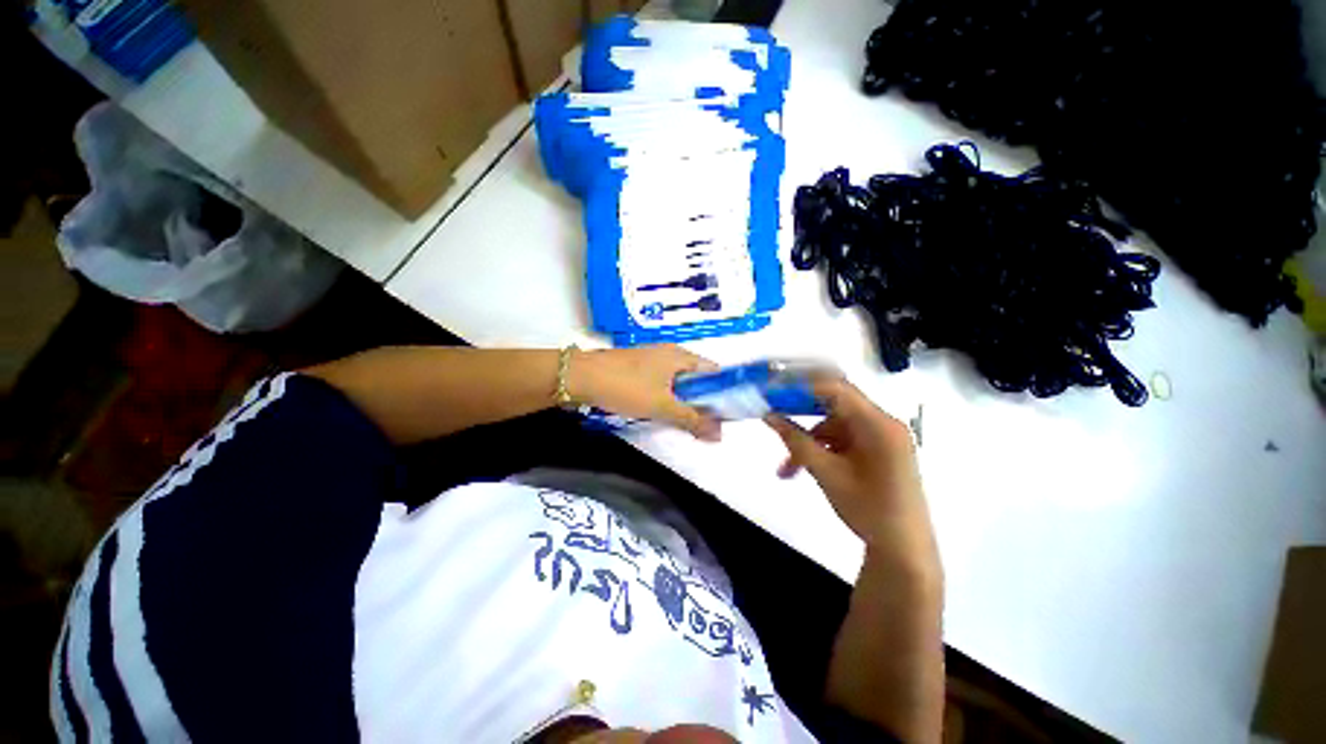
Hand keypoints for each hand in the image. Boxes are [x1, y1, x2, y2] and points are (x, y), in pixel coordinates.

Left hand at [569, 345, 721, 440]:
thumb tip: (720, 435)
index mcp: (680, 355)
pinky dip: (664, 397)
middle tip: (702, 423)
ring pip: (676, 381)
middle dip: (700, 400)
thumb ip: (692, 420)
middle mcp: (669, 353)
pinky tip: (659, 411)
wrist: (580, 377)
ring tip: (682, 421)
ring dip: (681, 400)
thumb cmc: (626, 386)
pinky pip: (660, 383)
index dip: (722, 391)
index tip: (724, 414)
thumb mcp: (662, 406)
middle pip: (695, 377)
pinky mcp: (636, 367)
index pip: (713, 371)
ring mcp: (651, 359)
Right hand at [765, 377, 935, 562]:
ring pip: (833, 425)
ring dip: (807, 440)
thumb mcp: (827, 474)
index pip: (835, 388)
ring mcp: (880, 437)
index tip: (772, 390)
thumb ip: (796, 441)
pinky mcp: (876, 450)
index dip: (800, 385)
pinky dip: (820, 449)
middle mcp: (882, 423)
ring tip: (786, 469)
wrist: (903, 550)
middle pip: (834, 403)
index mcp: (878, 424)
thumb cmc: (869, 510)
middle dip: (800, 409)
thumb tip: (769, 415)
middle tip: (772, 411)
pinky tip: (803, 469)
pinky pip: (841, 439)